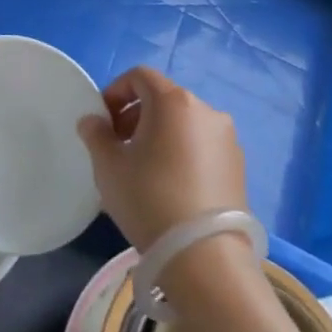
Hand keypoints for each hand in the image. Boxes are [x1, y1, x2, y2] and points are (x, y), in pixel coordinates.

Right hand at [77, 67, 246, 251]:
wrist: (203, 255)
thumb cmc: (148, 197)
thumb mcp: (108, 165)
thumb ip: (95, 134)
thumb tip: (93, 121)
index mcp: (173, 101)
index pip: (140, 76)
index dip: (115, 92)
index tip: (102, 121)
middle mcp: (206, 111)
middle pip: (163, 99)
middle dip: (135, 115)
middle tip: (118, 145)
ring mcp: (227, 139)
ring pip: (183, 123)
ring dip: (159, 134)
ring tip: (142, 168)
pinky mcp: (239, 167)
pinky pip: (201, 146)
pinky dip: (181, 152)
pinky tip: (169, 185)